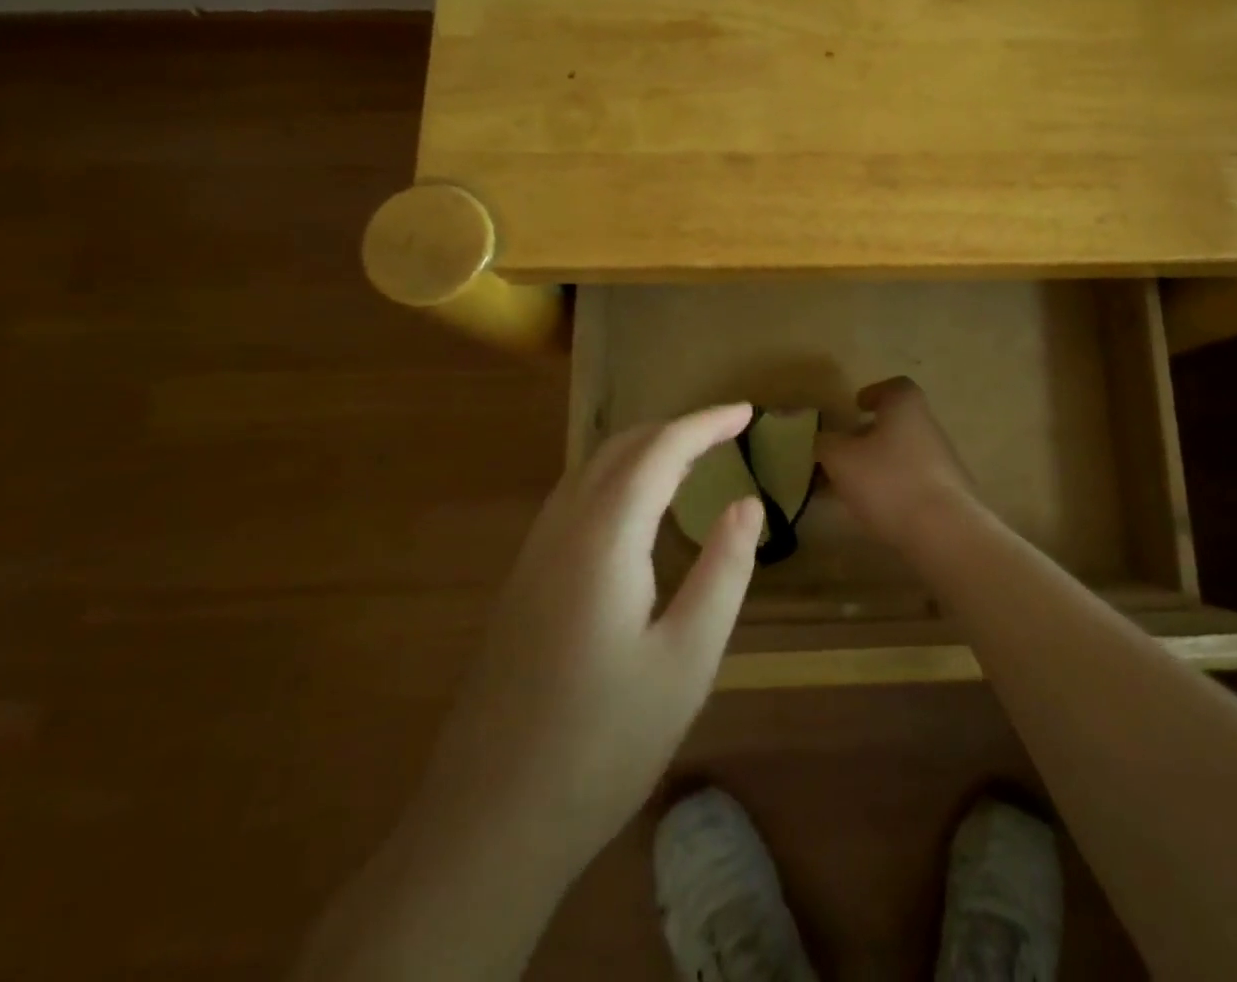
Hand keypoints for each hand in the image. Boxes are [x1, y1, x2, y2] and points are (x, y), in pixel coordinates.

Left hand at [430, 403, 763, 872]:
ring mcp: (533, 556)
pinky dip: (616, 479)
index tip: (746, 412)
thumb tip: (748, 503)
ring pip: (589, 470)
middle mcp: (562, 530)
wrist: (488, 824)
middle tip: (725, 434)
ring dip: (642, 450)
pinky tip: (635, 511)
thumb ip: (724, 571)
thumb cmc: (604, 742)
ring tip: (689, 459)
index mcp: (604, 538)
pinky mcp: (522, 583)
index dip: (705, 423)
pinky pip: (573, 500)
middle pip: (619, 448)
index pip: (660, 450)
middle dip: (674, 429)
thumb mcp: (688, 659)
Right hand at [815, 377, 977, 549]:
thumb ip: (826, 444)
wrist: (944, 531)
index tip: (857, 406)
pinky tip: (874, 510)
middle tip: (844, 452)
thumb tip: (824, 439)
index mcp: (906, 407)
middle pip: (898, 423)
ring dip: (878, 465)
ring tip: (850, 487)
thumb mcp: (841, 459)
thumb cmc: (888, 481)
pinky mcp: (948, 495)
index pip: (895, 387)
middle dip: (869, 435)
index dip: (875, 393)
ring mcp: (943, 462)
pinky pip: (913, 483)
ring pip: (903, 455)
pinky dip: (892, 489)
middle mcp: (929, 427)